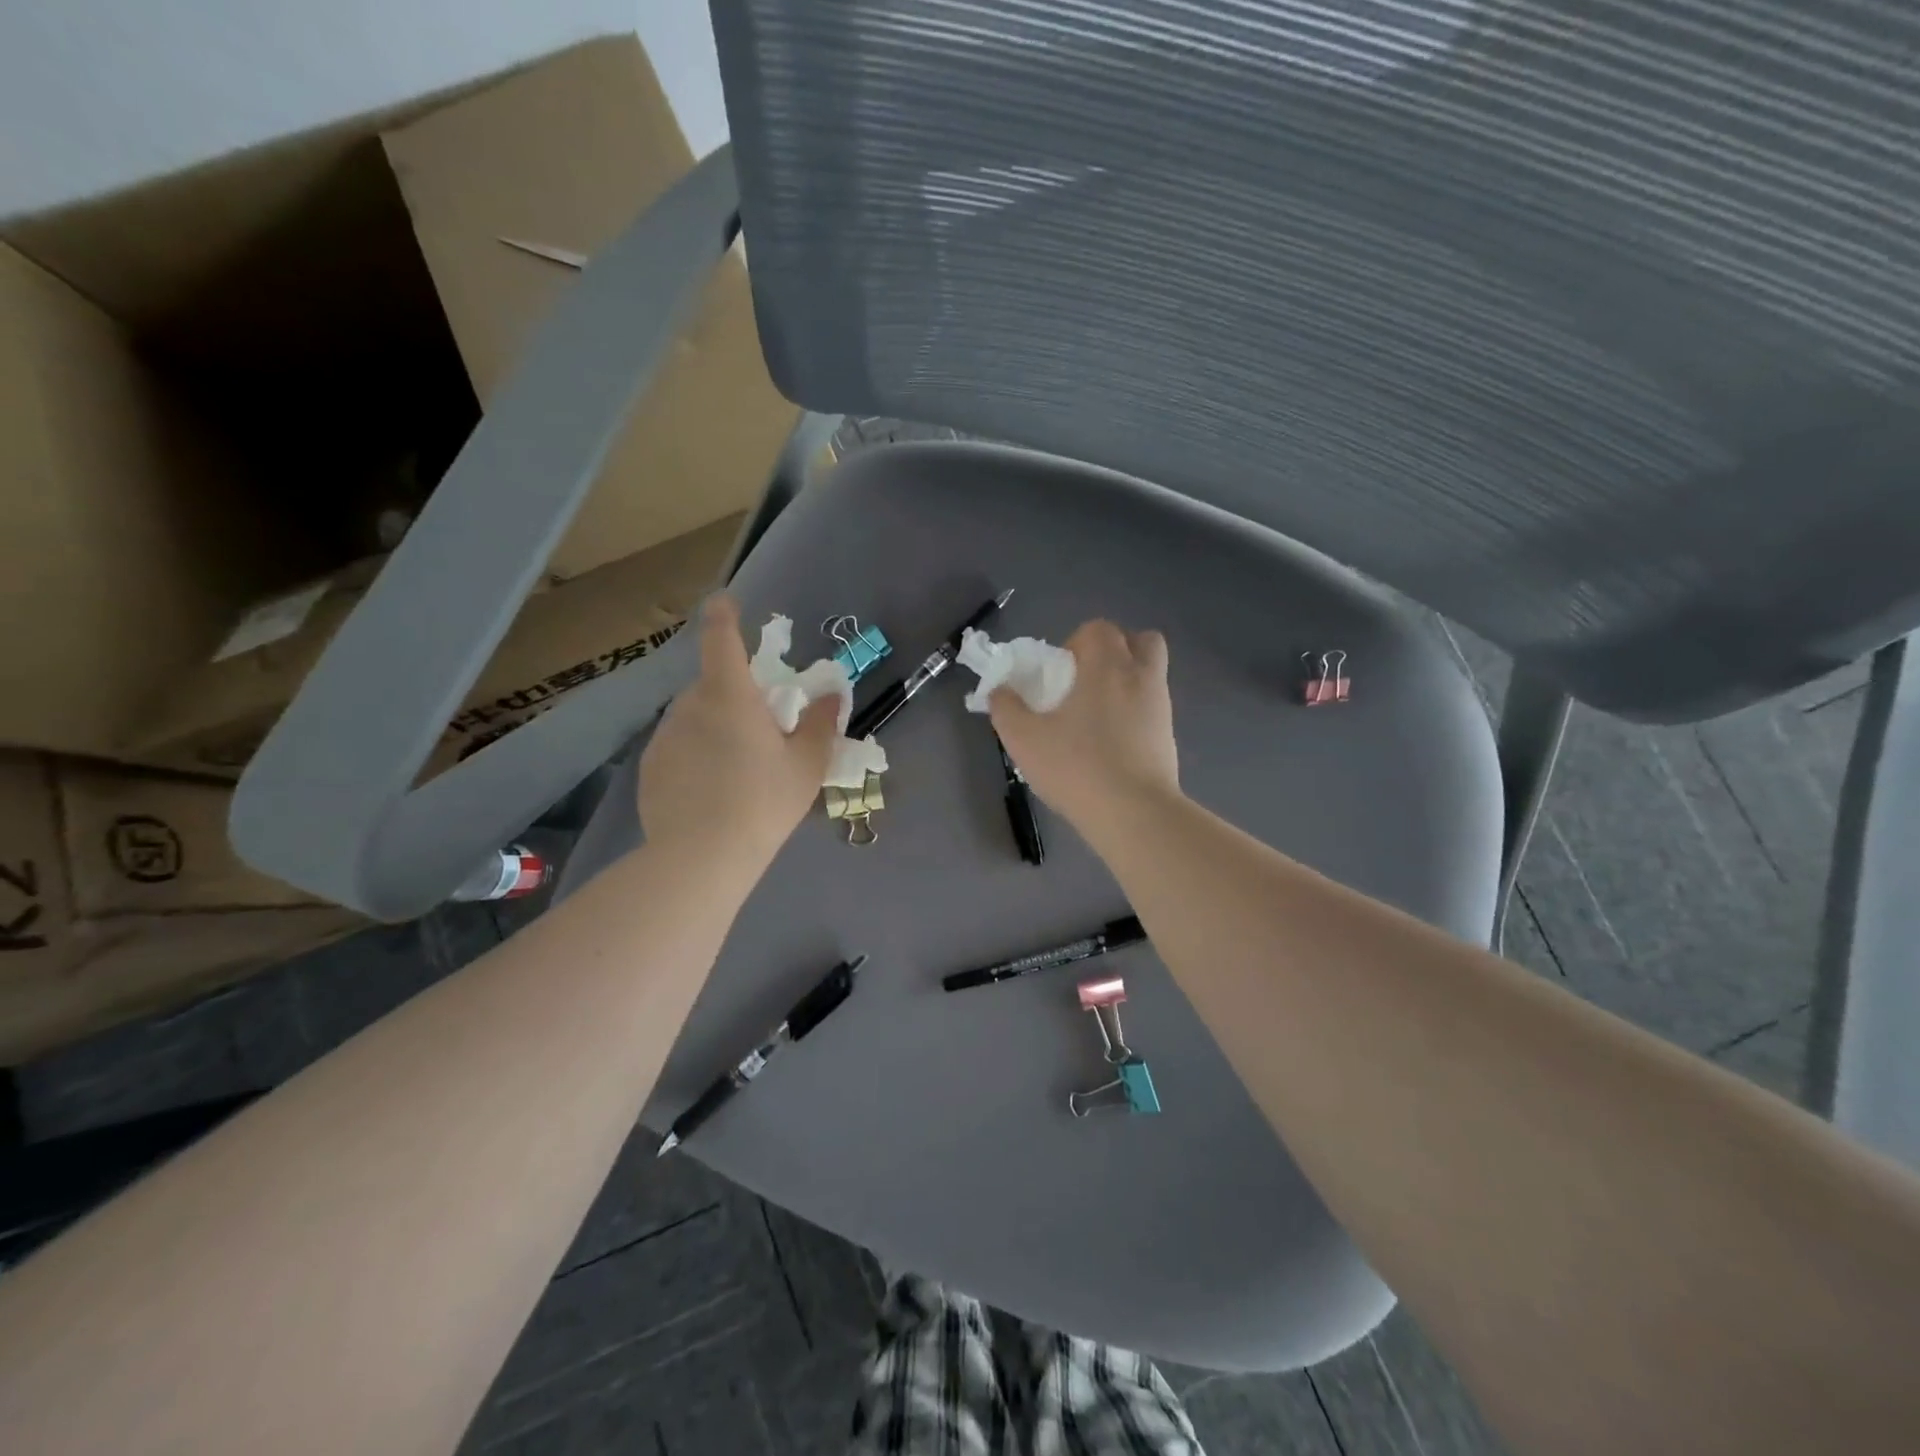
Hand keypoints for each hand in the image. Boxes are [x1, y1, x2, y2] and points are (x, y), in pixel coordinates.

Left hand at [639, 595, 838, 869]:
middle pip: (713, 683)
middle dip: (735, 694)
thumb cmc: (763, 802)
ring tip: (737, 768)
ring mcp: (664, 735)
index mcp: (730, 695)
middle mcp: (690, 705)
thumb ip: (820, 723)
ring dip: (715, 725)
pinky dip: (696, 753)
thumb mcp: (806, 765)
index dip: (724, 614)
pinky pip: (679, 745)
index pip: (721, 638)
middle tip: (761, 729)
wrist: (701, 857)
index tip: (726, 601)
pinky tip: (711, 790)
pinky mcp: (649, 766)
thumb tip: (832, 694)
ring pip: (695, 716)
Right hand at [989, 620, 1179, 835]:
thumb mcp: (1024, 739)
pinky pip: (1153, 708)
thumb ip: (1006, 708)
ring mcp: (1162, 707)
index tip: (1059, 675)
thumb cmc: (1076, 767)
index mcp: (1108, 666)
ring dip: (1126, 683)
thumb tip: (1000, 690)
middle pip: (1140, 641)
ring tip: (1096, 717)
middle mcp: (1142, 677)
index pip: (1099, 629)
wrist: (1135, 814)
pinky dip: (1135, 714)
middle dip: (1114, 652)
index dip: (1076, 642)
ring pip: (1150, 675)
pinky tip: (1111, 745)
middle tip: (1086, 683)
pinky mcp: (1169, 737)